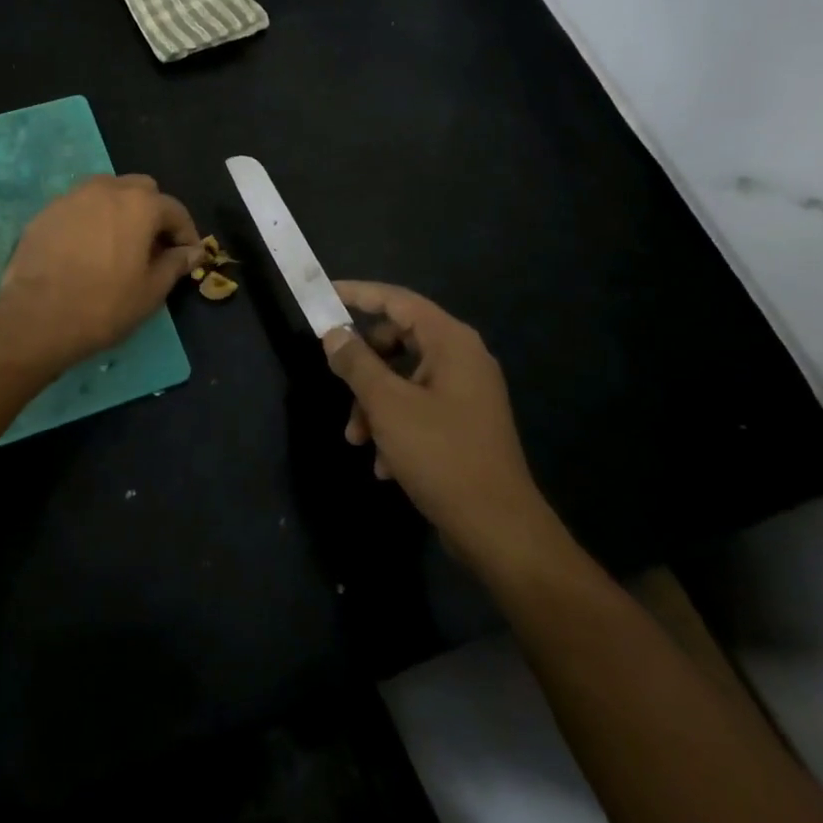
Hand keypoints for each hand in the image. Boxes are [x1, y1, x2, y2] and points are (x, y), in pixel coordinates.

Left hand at [0, 175, 202, 369]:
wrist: (36, 317)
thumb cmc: (104, 305)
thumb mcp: (151, 290)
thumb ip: (175, 263)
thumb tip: (192, 251)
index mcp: (140, 204)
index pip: (174, 210)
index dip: (186, 233)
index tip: (187, 255)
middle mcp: (107, 189)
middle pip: (141, 190)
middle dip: (153, 213)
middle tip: (152, 246)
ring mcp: (72, 197)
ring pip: (107, 193)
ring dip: (121, 211)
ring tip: (119, 245)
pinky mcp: (46, 212)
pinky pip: (79, 208)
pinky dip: (91, 221)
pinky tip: (87, 250)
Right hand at [323, 281, 550, 562]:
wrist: (497, 528)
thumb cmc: (441, 454)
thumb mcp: (387, 405)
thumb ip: (356, 363)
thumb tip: (334, 334)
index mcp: (451, 342)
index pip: (397, 300)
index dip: (359, 294)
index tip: (325, 295)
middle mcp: (462, 359)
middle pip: (399, 340)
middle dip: (363, 365)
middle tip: (336, 380)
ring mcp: (466, 392)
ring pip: (404, 379)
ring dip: (374, 403)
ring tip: (357, 439)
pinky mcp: (463, 423)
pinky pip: (418, 407)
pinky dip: (395, 425)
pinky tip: (384, 464)